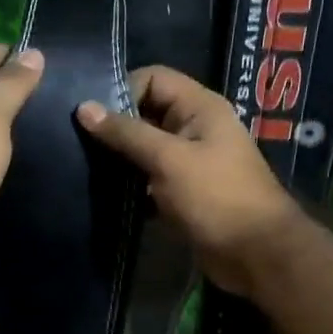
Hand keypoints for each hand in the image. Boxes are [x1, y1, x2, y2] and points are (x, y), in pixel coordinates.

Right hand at [77, 66, 300, 297]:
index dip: (121, 90)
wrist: (256, 254)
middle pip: (146, 113)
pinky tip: (104, 194)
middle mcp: (194, 128)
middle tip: (76, 142)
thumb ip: (126, 133)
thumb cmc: (216, 197)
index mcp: (199, 107)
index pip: (153, 78)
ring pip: (145, 148)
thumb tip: (83, 108)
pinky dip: (130, 184)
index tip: (90, 116)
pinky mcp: (183, 192)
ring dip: (119, 158)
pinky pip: (149, 178)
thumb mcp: (168, 159)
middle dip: (114, 126)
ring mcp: (189, 161)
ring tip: (84, 167)